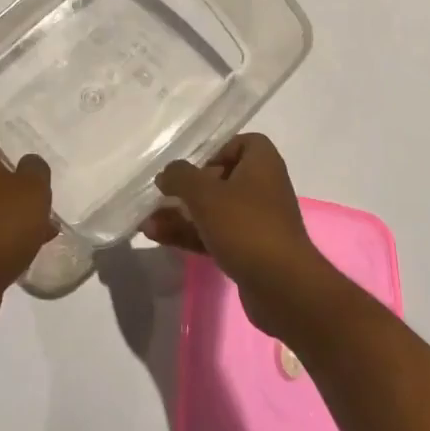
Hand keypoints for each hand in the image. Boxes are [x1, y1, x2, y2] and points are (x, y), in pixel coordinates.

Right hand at [145, 133, 335, 338]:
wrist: (282, 287)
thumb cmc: (245, 226)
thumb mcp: (205, 194)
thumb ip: (180, 177)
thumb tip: (167, 174)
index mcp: (262, 163)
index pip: (241, 143)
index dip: (215, 150)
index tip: (193, 165)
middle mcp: (263, 188)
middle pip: (220, 178)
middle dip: (186, 189)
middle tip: (161, 195)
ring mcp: (256, 222)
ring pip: (213, 210)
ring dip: (181, 215)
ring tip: (147, 222)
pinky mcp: (249, 250)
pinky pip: (215, 235)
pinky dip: (190, 235)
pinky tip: (157, 237)